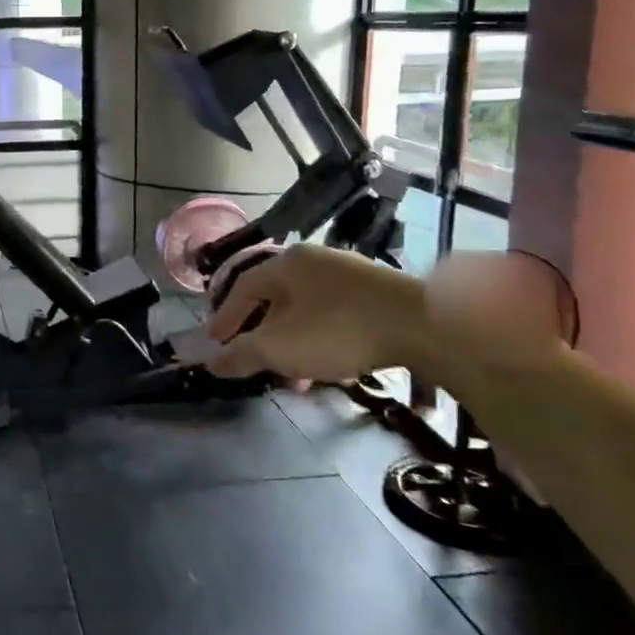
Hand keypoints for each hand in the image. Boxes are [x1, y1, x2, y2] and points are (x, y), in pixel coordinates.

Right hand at [204, 245, 429, 384]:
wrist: (424, 325)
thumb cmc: (337, 330)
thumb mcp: (279, 347)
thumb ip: (241, 354)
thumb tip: (211, 362)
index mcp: (285, 263)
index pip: (242, 288)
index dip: (224, 317)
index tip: (214, 343)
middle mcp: (313, 259)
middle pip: (274, 298)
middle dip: (260, 333)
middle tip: (251, 359)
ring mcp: (348, 273)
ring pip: (305, 309)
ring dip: (291, 341)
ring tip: (291, 375)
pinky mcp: (376, 292)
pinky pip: (332, 314)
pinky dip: (319, 338)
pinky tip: (326, 365)